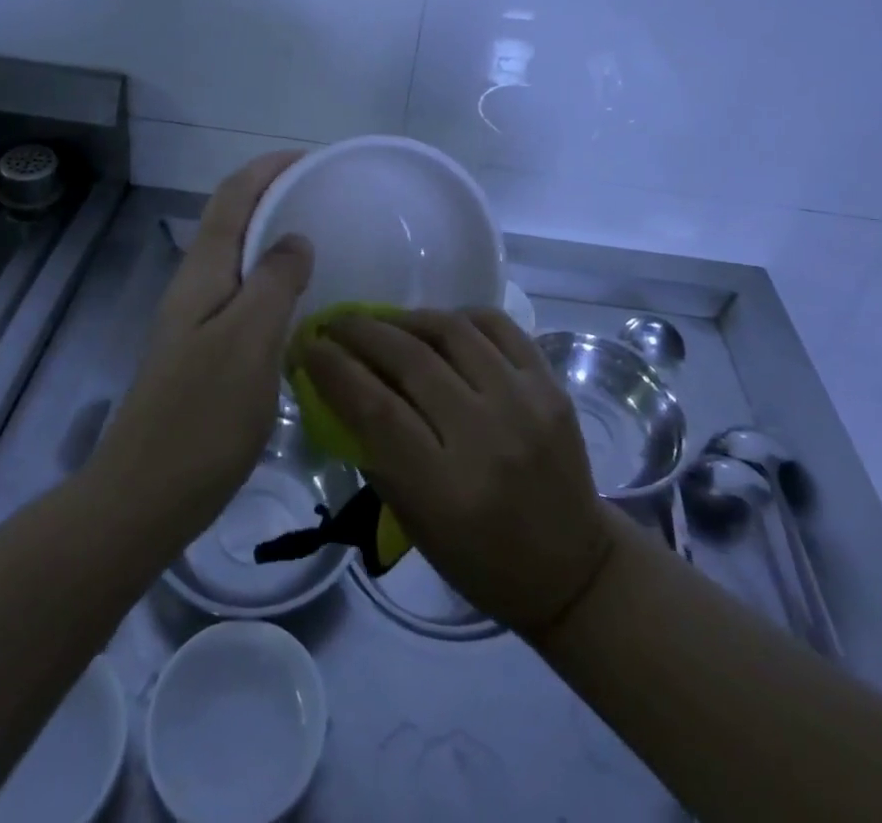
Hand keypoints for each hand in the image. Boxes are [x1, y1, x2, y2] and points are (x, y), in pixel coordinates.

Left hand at [92, 153, 313, 547]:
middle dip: (273, 196)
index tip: (310, 158)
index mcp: (203, 273)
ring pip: (238, 258)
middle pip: (232, 221)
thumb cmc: (201, 415)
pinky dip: (272, 279)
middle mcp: (195, 286)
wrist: (146, 496)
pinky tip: (300, 303)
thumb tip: (296, 239)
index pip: (232, 198)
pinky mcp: (205, 352)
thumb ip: (274, 281)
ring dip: (273, 236)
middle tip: (324, 198)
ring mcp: (196, 321)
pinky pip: (244, 295)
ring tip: (320, 240)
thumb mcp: (249, 340)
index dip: (267, 169)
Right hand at [300, 307, 615, 634]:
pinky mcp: (551, 385)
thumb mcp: (413, 523)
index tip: (308, 347)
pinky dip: (460, 316)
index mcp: (446, 488)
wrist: (572, 566)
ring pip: (453, 331)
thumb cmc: (479, 559)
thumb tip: (339, 386)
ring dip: (406, 318)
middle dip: (362, 332)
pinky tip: (438, 324)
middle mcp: (487, 437)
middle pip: (411, 361)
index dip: (334, 370)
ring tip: (383, 322)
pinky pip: (498, 325)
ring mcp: (525, 404)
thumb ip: (376, 452)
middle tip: (336, 324)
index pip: (376, 410)